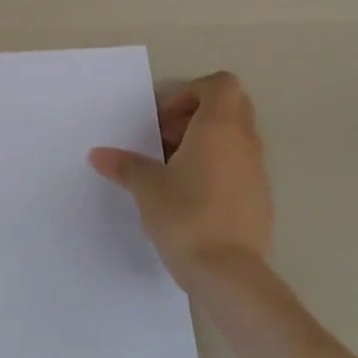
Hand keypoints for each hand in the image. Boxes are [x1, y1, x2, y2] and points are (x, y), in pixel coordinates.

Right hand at [89, 72, 272, 288]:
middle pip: (230, 107)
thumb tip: (98, 154)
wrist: (228, 272)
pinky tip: (190, 198)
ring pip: (235, 138)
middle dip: (196, 116)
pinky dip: (216, 168)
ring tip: (172, 172)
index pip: (220, 84)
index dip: (190, 93)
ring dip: (205, 143)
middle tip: (166, 141)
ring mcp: (257, 171)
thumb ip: (124, 165)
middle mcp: (244, 142)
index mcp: (219, 128)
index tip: (164, 121)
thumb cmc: (185, 216)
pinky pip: (238, 166)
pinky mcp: (259, 198)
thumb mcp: (146, 187)